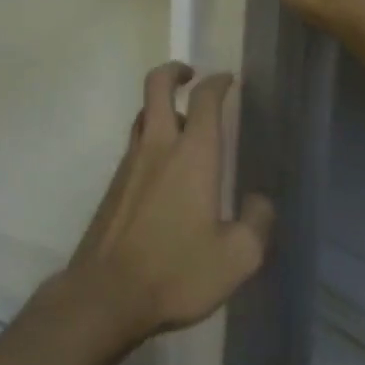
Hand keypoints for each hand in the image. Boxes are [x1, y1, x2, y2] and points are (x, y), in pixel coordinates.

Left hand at [61, 63, 274, 350]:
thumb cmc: (176, 272)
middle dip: (174, 71)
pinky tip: (163, 169)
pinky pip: (134, 144)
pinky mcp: (113, 185)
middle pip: (156, 86)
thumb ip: (257, 223)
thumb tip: (258, 200)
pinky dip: (149, 137)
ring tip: (180, 121)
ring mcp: (130, 163)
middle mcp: (158, 147)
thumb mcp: (237, 258)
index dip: (217, 83)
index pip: (204, 100)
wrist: (106, 294)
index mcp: (192, 155)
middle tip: (190, 75)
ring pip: (141, 114)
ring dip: (159, 105)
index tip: (228, 80)